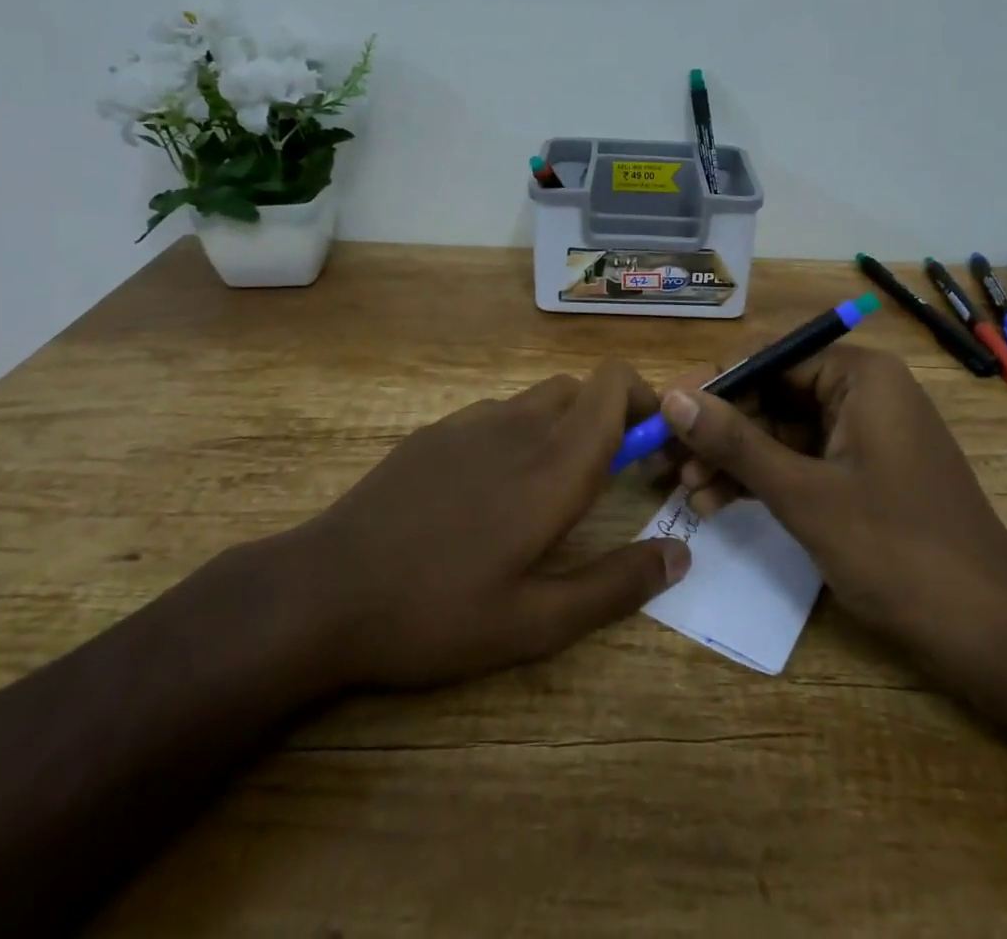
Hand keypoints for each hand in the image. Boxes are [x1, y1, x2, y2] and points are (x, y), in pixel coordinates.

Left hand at [258, 360, 689, 692]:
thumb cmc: (438, 611)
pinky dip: (518, 434)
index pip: (614, 384)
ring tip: (548, 490)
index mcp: (555, 462)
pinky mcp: (436, 432)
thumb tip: (680, 555)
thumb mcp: (536, 622)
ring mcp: (472, 421)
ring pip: (540, 398)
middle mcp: (520, 424)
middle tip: (607, 478)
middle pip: (583, 387)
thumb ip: (616, 585)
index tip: (651, 448)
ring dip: (563, 426)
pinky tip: (489, 493)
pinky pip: (497, 414)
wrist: (326, 589)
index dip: (644, 401)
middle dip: (608, 419)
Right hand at [658, 346, 1006, 674]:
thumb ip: (735, 442)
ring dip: (735, 460)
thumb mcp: (803, 493)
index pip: (769, 358)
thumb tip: (672, 396)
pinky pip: (803, 460)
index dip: (713, 385)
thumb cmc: (895, 549)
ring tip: (687, 492)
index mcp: (860, 375)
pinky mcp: (864, 471)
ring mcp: (865, 433)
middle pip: (773, 394)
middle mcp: (863, 391)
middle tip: (665, 461)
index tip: (664, 412)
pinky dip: (764, 480)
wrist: (988, 630)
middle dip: (719, 430)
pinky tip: (720, 505)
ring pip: (782, 431)